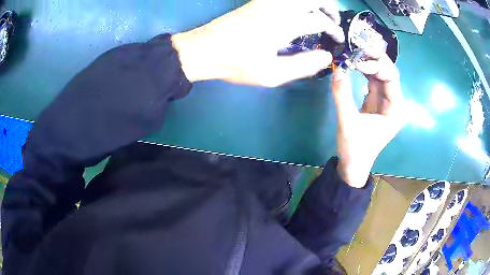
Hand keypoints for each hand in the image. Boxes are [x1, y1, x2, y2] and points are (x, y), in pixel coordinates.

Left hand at [171, 0, 343, 86]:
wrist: (205, 49)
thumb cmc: (237, 64)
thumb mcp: (273, 74)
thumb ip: (304, 65)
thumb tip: (326, 57)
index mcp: (286, 23)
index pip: (320, 20)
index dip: (333, 30)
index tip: (337, 39)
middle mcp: (279, 7)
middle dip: (329, 7)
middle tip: (333, 21)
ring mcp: (267, 1)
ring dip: (315, 1)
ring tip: (320, 14)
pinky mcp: (257, 1)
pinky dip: (299, 2)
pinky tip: (299, 11)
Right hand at [332, 53, 406, 187]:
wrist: (353, 165)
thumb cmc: (354, 148)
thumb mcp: (347, 122)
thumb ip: (342, 94)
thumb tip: (336, 68)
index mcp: (396, 110)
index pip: (391, 78)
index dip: (376, 65)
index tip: (356, 60)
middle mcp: (395, 103)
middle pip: (389, 73)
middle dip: (375, 59)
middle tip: (357, 49)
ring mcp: (386, 101)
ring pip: (381, 75)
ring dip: (369, 63)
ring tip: (354, 54)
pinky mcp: (376, 101)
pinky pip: (373, 81)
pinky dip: (365, 71)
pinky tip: (355, 64)